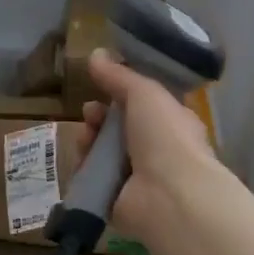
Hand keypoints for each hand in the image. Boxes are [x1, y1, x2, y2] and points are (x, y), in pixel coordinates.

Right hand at [76, 48, 215, 242]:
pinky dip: (84, 169)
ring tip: (86, 137)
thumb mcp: (144, 93)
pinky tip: (82, 161)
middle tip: (90, 113)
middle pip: (117, 129)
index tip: (102, 86)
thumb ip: (119, 75)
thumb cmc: (166, 137)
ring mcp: (135, 178)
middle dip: (99, 116)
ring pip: (102, 153)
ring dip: (89, 140)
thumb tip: (96, 53)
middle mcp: (155, 151)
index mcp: (171, 124)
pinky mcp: (115, 201)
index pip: (141, 106)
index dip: (120, 94)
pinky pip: (92, 179)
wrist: (169, 196)